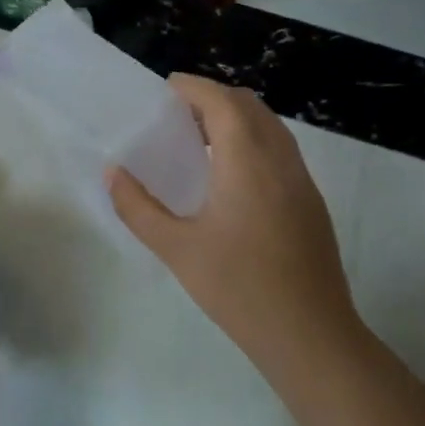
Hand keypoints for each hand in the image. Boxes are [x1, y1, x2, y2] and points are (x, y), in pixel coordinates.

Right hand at [107, 76, 362, 383]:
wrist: (311, 338)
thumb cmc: (239, 289)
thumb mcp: (176, 249)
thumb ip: (138, 207)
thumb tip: (113, 173)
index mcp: (247, 164)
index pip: (223, 103)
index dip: (194, 87)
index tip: (165, 88)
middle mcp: (280, 163)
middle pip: (251, 107)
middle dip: (214, 98)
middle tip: (177, 114)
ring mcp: (302, 183)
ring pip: (271, 127)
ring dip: (236, 119)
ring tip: (198, 139)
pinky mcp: (311, 204)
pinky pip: (281, 150)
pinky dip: (252, 141)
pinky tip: (228, 175)